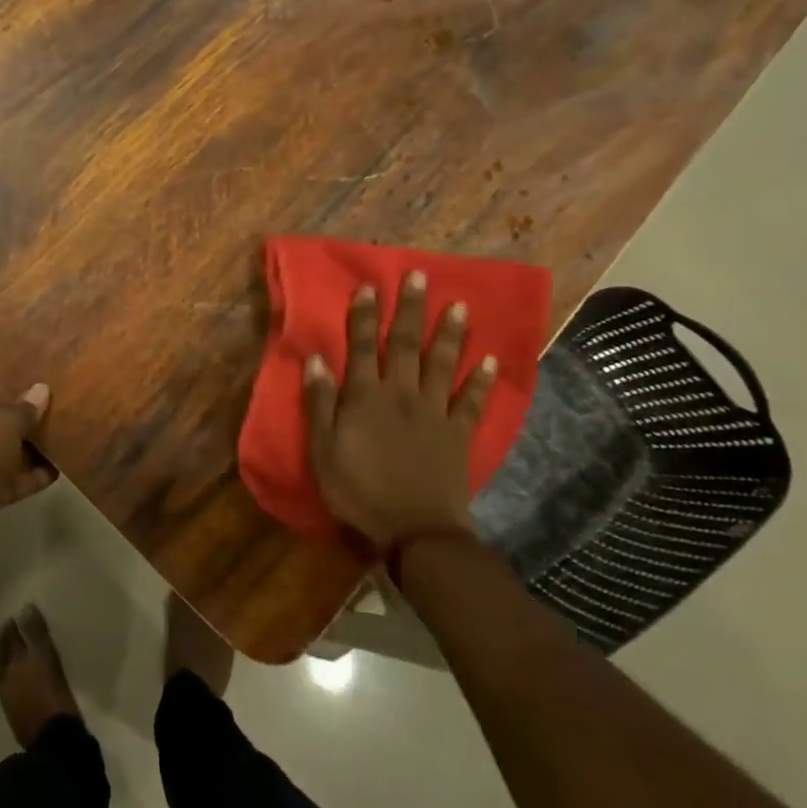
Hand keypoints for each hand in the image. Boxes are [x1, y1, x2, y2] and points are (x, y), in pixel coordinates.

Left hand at [0, 386, 56, 560]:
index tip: (34, 399)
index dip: (7, 400)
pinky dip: (23, 480)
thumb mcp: (4, 424)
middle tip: (49, 421)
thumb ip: (24, 409)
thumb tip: (41, 390)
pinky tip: (54, 473)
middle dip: (17, 430)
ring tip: (58, 445)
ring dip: (24, 457)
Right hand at [303, 272, 497, 549]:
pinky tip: (490, 360)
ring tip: (459, 304)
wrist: (414, 531)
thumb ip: (319, 404)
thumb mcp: (323, 450)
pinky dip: (483, 381)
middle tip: (420, 276)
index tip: (369, 286)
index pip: (363, 345)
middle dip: (411, 309)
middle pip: (406, 344)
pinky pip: (472, 402)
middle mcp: (402, 394)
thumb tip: (316, 359)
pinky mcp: (458, 434)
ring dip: (451, 333)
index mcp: (365, 397)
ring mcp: (434, 412)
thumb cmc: (358, 491)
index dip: (364, 315)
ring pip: (443, 364)